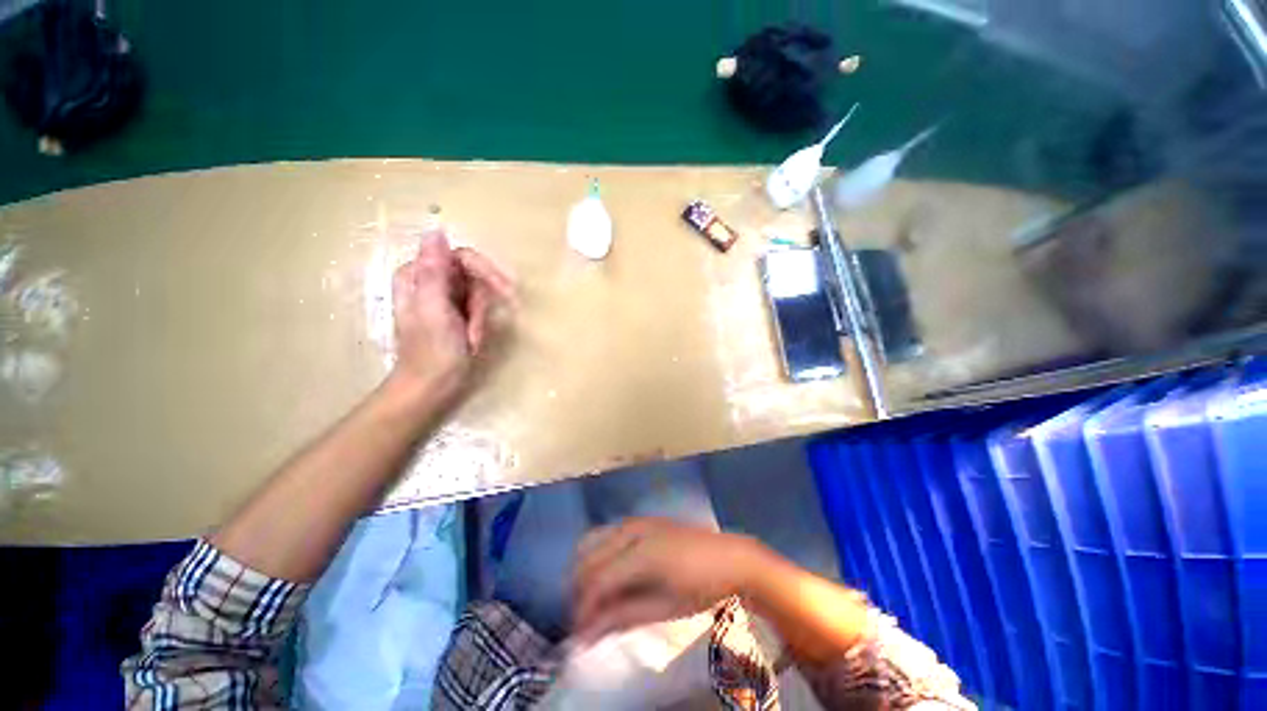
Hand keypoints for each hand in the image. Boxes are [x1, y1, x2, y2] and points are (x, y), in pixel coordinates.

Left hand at [390, 232, 514, 399]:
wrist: (432, 387)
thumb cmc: (433, 352)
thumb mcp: (433, 310)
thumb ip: (433, 271)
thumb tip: (436, 231)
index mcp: (418, 275)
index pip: (461, 256)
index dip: (485, 271)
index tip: (505, 289)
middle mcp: (430, 281)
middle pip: (473, 275)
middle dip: (481, 303)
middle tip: (477, 327)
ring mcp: (444, 297)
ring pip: (479, 293)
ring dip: (481, 317)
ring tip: (471, 338)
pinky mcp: (456, 313)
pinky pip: (479, 308)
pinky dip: (481, 323)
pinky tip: (472, 339)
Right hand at [571, 517, 768, 642]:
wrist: (730, 558)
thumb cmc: (701, 587)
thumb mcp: (664, 608)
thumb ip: (623, 616)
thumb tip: (587, 635)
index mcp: (641, 553)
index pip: (597, 581)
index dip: (583, 610)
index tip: (580, 636)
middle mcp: (631, 529)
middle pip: (589, 558)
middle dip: (580, 591)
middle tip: (587, 620)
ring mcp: (635, 520)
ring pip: (593, 540)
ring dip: (587, 570)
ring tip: (594, 598)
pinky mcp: (640, 519)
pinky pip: (607, 533)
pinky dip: (599, 555)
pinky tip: (609, 575)